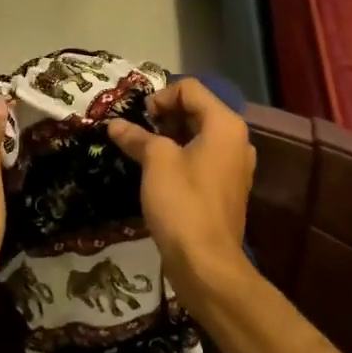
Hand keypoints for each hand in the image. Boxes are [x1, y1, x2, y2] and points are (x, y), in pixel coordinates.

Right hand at [107, 78, 255, 312]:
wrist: (206, 264)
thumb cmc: (183, 203)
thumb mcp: (155, 162)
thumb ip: (137, 137)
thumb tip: (115, 125)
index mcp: (225, 124)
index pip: (190, 88)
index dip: (160, 97)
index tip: (139, 119)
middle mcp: (236, 139)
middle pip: (196, 109)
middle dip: (164, 115)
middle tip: (136, 133)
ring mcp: (234, 165)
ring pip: (198, 134)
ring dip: (169, 136)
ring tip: (142, 151)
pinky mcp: (227, 187)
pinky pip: (202, 157)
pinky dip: (180, 156)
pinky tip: (157, 172)